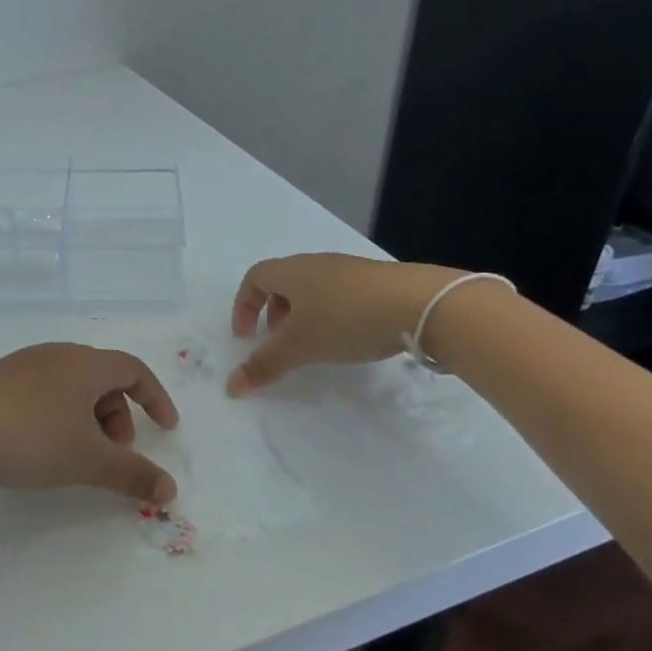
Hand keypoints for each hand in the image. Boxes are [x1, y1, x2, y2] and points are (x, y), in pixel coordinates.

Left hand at [0, 344, 181, 504]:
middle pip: (103, 379)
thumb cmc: (28, 437)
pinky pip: (45, 393)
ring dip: (89, 420)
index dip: (156, 398)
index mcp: (85, 363)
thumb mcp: (86, 460)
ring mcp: (23, 365)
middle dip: (119, 417)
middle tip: (113, 455)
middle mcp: (57, 355)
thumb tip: (172, 489)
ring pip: (72, 388)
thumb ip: (132, 474)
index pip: (134, 370)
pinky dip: (60, 417)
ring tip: (77, 457)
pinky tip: (41, 447)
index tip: (166, 429)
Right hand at [226, 254, 465, 395]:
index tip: (246, 337)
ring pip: (312, 289)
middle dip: (272, 312)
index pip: (254, 278)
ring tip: (312, 344)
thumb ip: (264, 365)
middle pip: (282, 282)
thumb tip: (231, 386)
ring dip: (302, 315)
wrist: (420, 304)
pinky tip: (347, 338)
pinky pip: (339, 294)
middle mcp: (316, 264)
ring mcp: (349, 270)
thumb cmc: (345, 319)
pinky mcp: (376, 282)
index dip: (243, 306)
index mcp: (291, 271)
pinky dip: (330, 315)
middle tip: (277, 341)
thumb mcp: (300, 346)